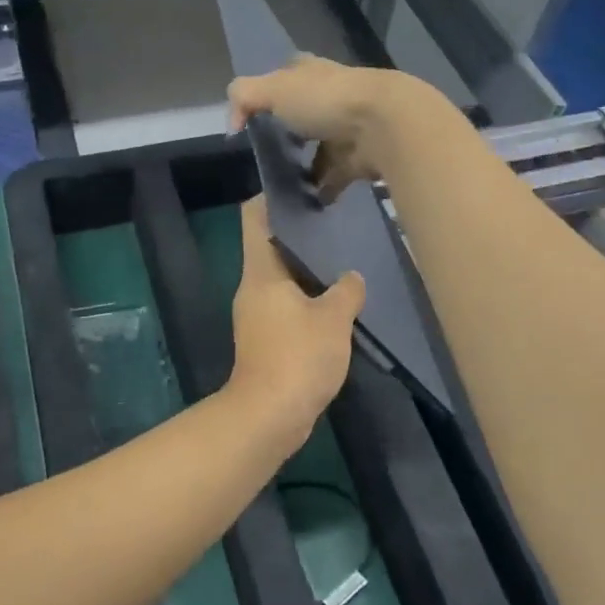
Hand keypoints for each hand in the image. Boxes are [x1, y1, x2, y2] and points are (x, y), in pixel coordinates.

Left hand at [225, 196, 364, 446]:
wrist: (269, 416)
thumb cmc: (297, 356)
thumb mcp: (333, 319)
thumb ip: (346, 291)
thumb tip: (352, 277)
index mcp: (260, 271)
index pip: (254, 218)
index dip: (271, 197)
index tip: (301, 188)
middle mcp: (252, 287)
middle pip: (271, 247)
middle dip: (301, 235)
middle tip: (336, 223)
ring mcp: (256, 315)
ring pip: (282, 279)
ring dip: (308, 270)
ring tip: (343, 259)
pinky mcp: (266, 340)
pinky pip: (287, 307)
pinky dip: (308, 300)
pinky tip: (338, 302)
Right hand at [227, 57, 433, 203]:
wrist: (383, 125)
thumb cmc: (325, 100)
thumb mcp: (273, 89)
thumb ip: (244, 98)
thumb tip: (234, 125)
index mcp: (311, 74)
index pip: (287, 77)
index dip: (271, 94)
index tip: (256, 119)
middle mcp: (331, 98)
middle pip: (304, 117)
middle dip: (289, 136)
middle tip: (266, 158)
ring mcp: (347, 130)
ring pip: (319, 150)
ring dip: (305, 168)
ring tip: (282, 187)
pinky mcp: (359, 159)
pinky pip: (334, 178)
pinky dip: (322, 191)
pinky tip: (306, 203)